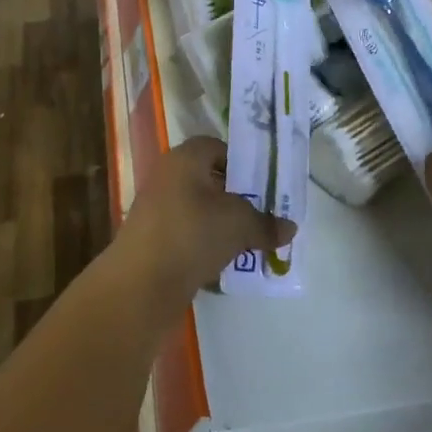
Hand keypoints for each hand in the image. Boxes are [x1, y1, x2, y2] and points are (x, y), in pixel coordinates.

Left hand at [115, 136, 295, 295]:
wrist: (141, 284)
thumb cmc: (193, 234)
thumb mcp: (240, 224)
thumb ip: (266, 223)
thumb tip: (290, 228)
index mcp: (184, 159)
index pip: (215, 147)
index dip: (240, 161)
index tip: (262, 184)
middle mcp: (166, 179)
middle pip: (207, 180)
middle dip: (235, 197)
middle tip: (261, 214)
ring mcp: (155, 212)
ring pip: (198, 211)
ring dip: (222, 225)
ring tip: (249, 242)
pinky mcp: (152, 243)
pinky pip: (187, 236)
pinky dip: (205, 246)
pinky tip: (225, 263)